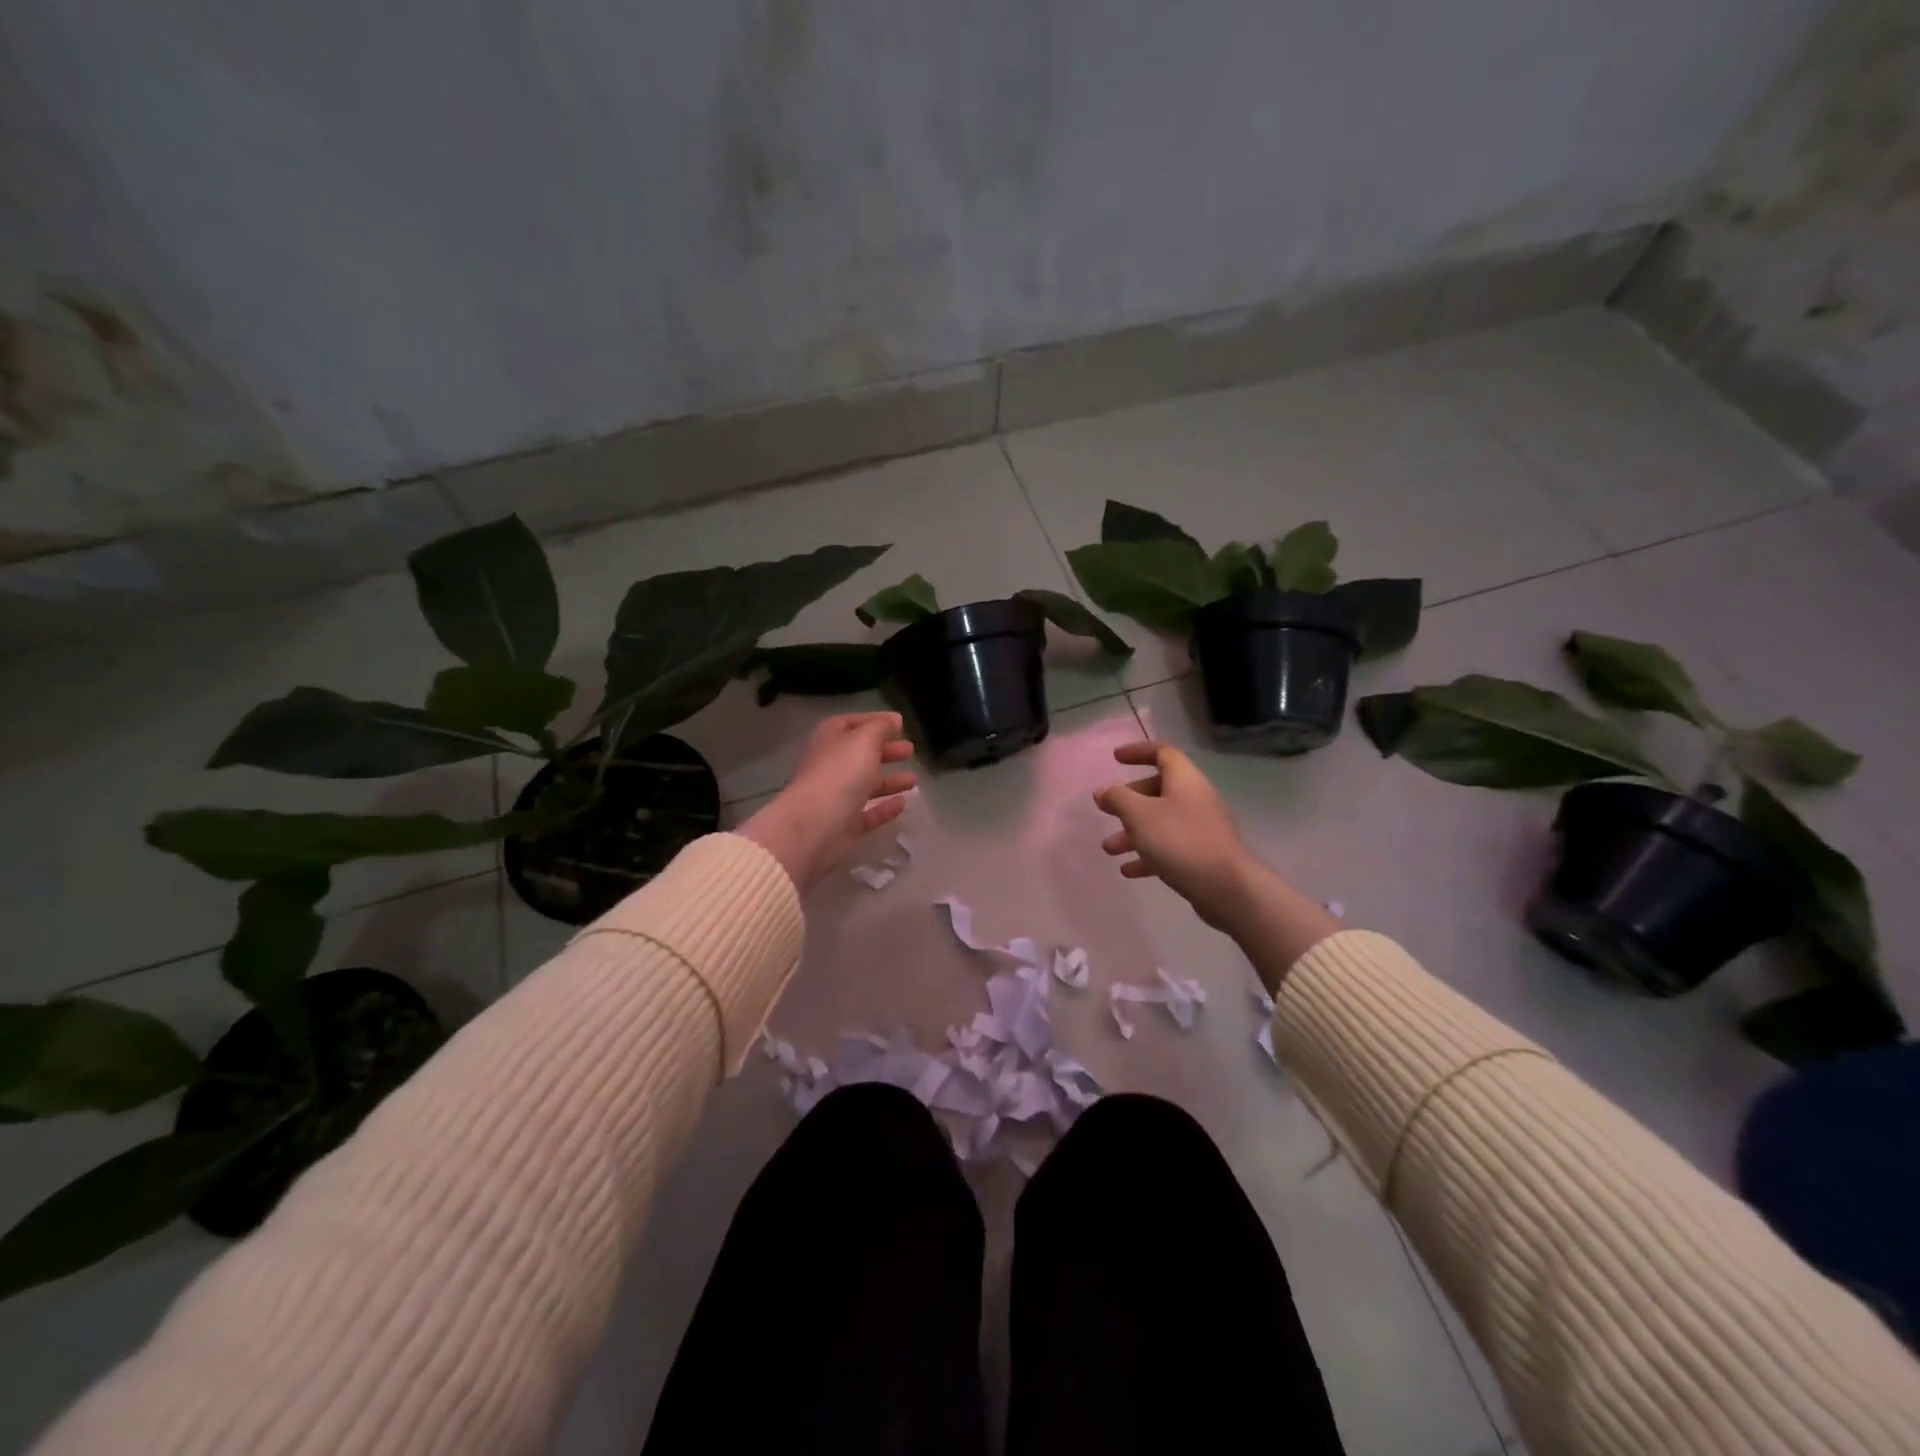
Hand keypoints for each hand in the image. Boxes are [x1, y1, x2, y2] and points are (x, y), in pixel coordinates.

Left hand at [739, 712, 916, 890]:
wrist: (815, 825)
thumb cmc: (840, 773)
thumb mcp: (864, 740)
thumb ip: (880, 727)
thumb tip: (893, 720)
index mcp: (830, 741)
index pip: (850, 723)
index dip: (873, 721)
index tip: (898, 723)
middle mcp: (831, 766)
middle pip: (860, 755)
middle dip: (886, 751)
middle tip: (910, 751)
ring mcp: (837, 797)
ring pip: (866, 785)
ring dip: (890, 781)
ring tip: (913, 779)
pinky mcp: (845, 825)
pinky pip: (868, 813)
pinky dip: (885, 808)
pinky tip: (903, 804)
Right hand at [1094, 740, 1341, 982]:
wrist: (1226, 887)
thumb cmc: (1180, 840)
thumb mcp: (1139, 815)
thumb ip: (1118, 799)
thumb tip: (1103, 791)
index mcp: (1185, 780)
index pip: (1162, 753)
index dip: (1138, 751)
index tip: (1115, 759)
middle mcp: (1196, 798)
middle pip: (1159, 789)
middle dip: (1129, 801)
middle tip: (1107, 810)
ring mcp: (1202, 828)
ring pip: (1161, 822)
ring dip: (1133, 833)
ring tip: (1109, 849)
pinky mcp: (1203, 855)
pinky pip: (1170, 847)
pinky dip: (1148, 854)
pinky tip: (1128, 870)